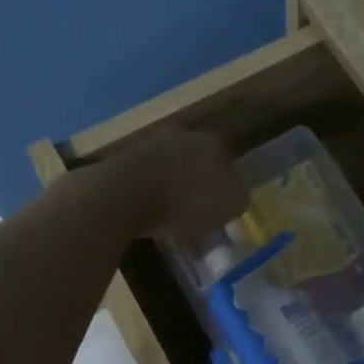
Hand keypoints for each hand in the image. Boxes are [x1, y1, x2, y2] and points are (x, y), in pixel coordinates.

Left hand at [105, 130, 248, 243]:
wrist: (125, 193)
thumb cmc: (187, 200)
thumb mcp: (230, 205)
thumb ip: (239, 199)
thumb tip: (236, 198)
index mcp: (214, 144)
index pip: (229, 165)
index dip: (228, 190)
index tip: (223, 213)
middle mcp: (184, 137)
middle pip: (199, 166)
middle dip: (200, 190)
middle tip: (199, 219)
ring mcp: (152, 146)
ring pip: (172, 174)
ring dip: (174, 196)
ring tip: (173, 226)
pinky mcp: (125, 161)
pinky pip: (147, 183)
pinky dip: (151, 200)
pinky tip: (150, 221)